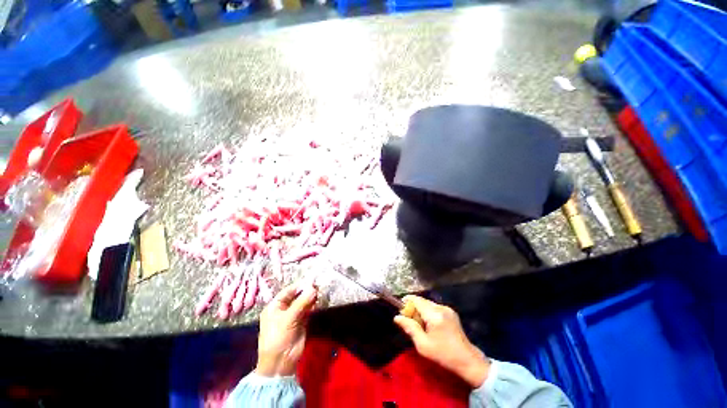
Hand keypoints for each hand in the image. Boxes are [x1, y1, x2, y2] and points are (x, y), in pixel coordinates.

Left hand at [256, 282, 317, 376]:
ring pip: (303, 302)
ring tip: (320, 291)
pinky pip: (307, 310)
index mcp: (275, 307)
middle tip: (318, 286)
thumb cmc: (278, 338)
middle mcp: (284, 309)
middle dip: (306, 291)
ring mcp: (293, 316)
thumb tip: (313, 288)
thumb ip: (301, 302)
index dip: (299, 286)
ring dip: (310, 297)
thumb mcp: (288, 319)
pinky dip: (312, 305)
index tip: (311, 281)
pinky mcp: (301, 322)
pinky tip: (318, 300)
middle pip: (296, 296)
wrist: (281, 362)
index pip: (288, 292)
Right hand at [394, 295, 489, 387]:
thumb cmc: (443, 354)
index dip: (407, 301)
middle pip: (422, 301)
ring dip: (420, 309)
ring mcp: (447, 309)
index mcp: (434, 315)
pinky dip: (428, 312)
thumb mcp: (423, 345)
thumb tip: (397, 317)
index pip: (416, 300)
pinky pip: (435, 307)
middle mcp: (441, 308)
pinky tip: (428, 324)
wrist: (467, 360)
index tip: (400, 308)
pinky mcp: (451, 312)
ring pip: (428, 303)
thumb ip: (410, 328)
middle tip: (408, 318)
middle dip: (413, 307)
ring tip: (418, 323)